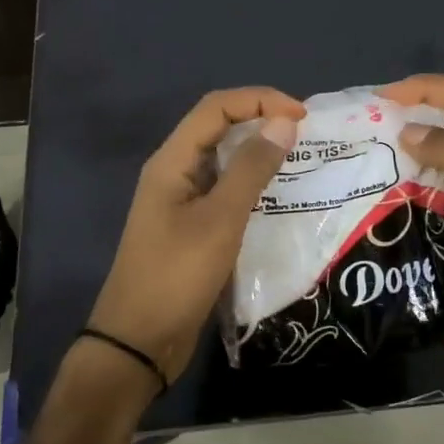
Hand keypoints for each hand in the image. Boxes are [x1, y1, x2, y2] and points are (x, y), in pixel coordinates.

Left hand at [87, 87, 304, 387]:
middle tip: (304, 135)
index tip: (301, 117)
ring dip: (258, 152)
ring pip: (223, 159)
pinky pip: (224, 190)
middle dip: (260, 120)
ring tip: (299, 160)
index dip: (259, 100)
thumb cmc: (177, 275)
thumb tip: (283, 122)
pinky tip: (278, 197)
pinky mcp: (190, 226)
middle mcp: (174, 172)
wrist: (138, 343)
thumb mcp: (221, 219)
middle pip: (218, 127)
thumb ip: (252, 168)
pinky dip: (251, 184)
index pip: (216, 108)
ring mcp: (180, 200)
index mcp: (172, 161)